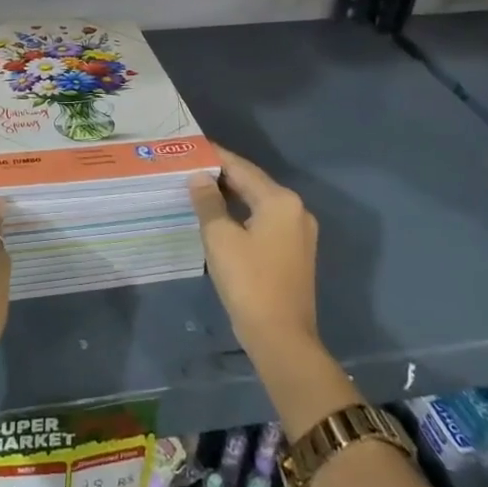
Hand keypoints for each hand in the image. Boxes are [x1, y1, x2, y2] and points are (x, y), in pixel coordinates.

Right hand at [190, 145, 320, 366]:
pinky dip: (242, 214)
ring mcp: (298, 232)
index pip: (241, 167)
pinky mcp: (295, 252)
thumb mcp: (220, 237)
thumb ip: (208, 201)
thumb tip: (199, 178)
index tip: (190, 147)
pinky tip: (219, 217)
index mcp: (280, 200)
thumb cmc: (248, 281)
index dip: (214, 156)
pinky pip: (264, 220)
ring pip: (258, 202)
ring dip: (231, 195)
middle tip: (189, 167)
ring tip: (198, 188)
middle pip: (252, 183)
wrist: (281, 338)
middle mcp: (295, 210)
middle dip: (221, 175)